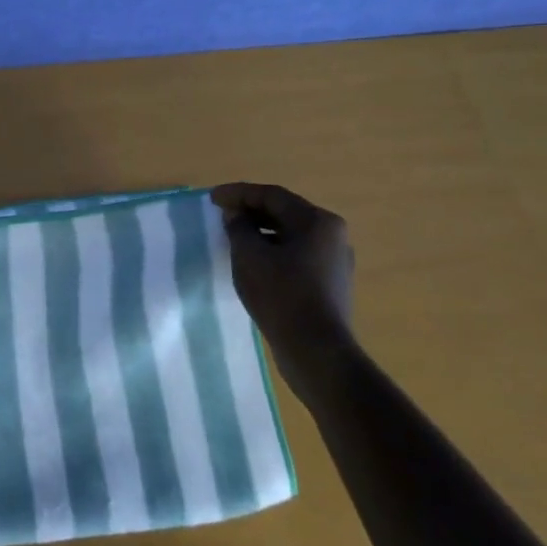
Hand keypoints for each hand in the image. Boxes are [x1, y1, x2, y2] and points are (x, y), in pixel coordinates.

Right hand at [210, 182, 357, 400]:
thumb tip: (236, 214)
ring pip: (290, 235)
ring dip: (260, 232)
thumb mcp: (249, 256)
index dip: (239, 193)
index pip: (272, 195)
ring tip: (233, 237)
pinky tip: (253, 263)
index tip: (213, 199)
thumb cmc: (281, 295)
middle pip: (284, 213)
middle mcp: (332, 236)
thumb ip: (239, 227)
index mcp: (317, 222)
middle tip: (222, 215)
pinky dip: (272, 251)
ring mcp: (334, 261)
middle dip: (250, 211)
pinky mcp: (329, 284)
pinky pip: (296, 256)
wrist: (316, 352)